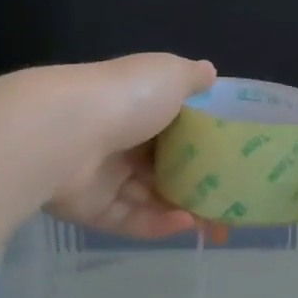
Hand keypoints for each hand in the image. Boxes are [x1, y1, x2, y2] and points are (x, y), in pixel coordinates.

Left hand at [43, 54, 216, 238]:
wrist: (64, 134)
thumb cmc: (127, 99)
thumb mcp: (170, 74)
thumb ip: (193, 77)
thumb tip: (210, 72)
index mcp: (138, 105)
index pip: (175, 126)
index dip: (204, 143)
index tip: (232, 159)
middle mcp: (120, 138)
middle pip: (164, 166)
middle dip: (197, 184)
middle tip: (230, 201)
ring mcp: (104, 175)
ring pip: (150, 197)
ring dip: (184, 208)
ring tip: (216, 222)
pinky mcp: (92, 208)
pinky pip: (131, 219)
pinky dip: (158, 224)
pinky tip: (186, 224)